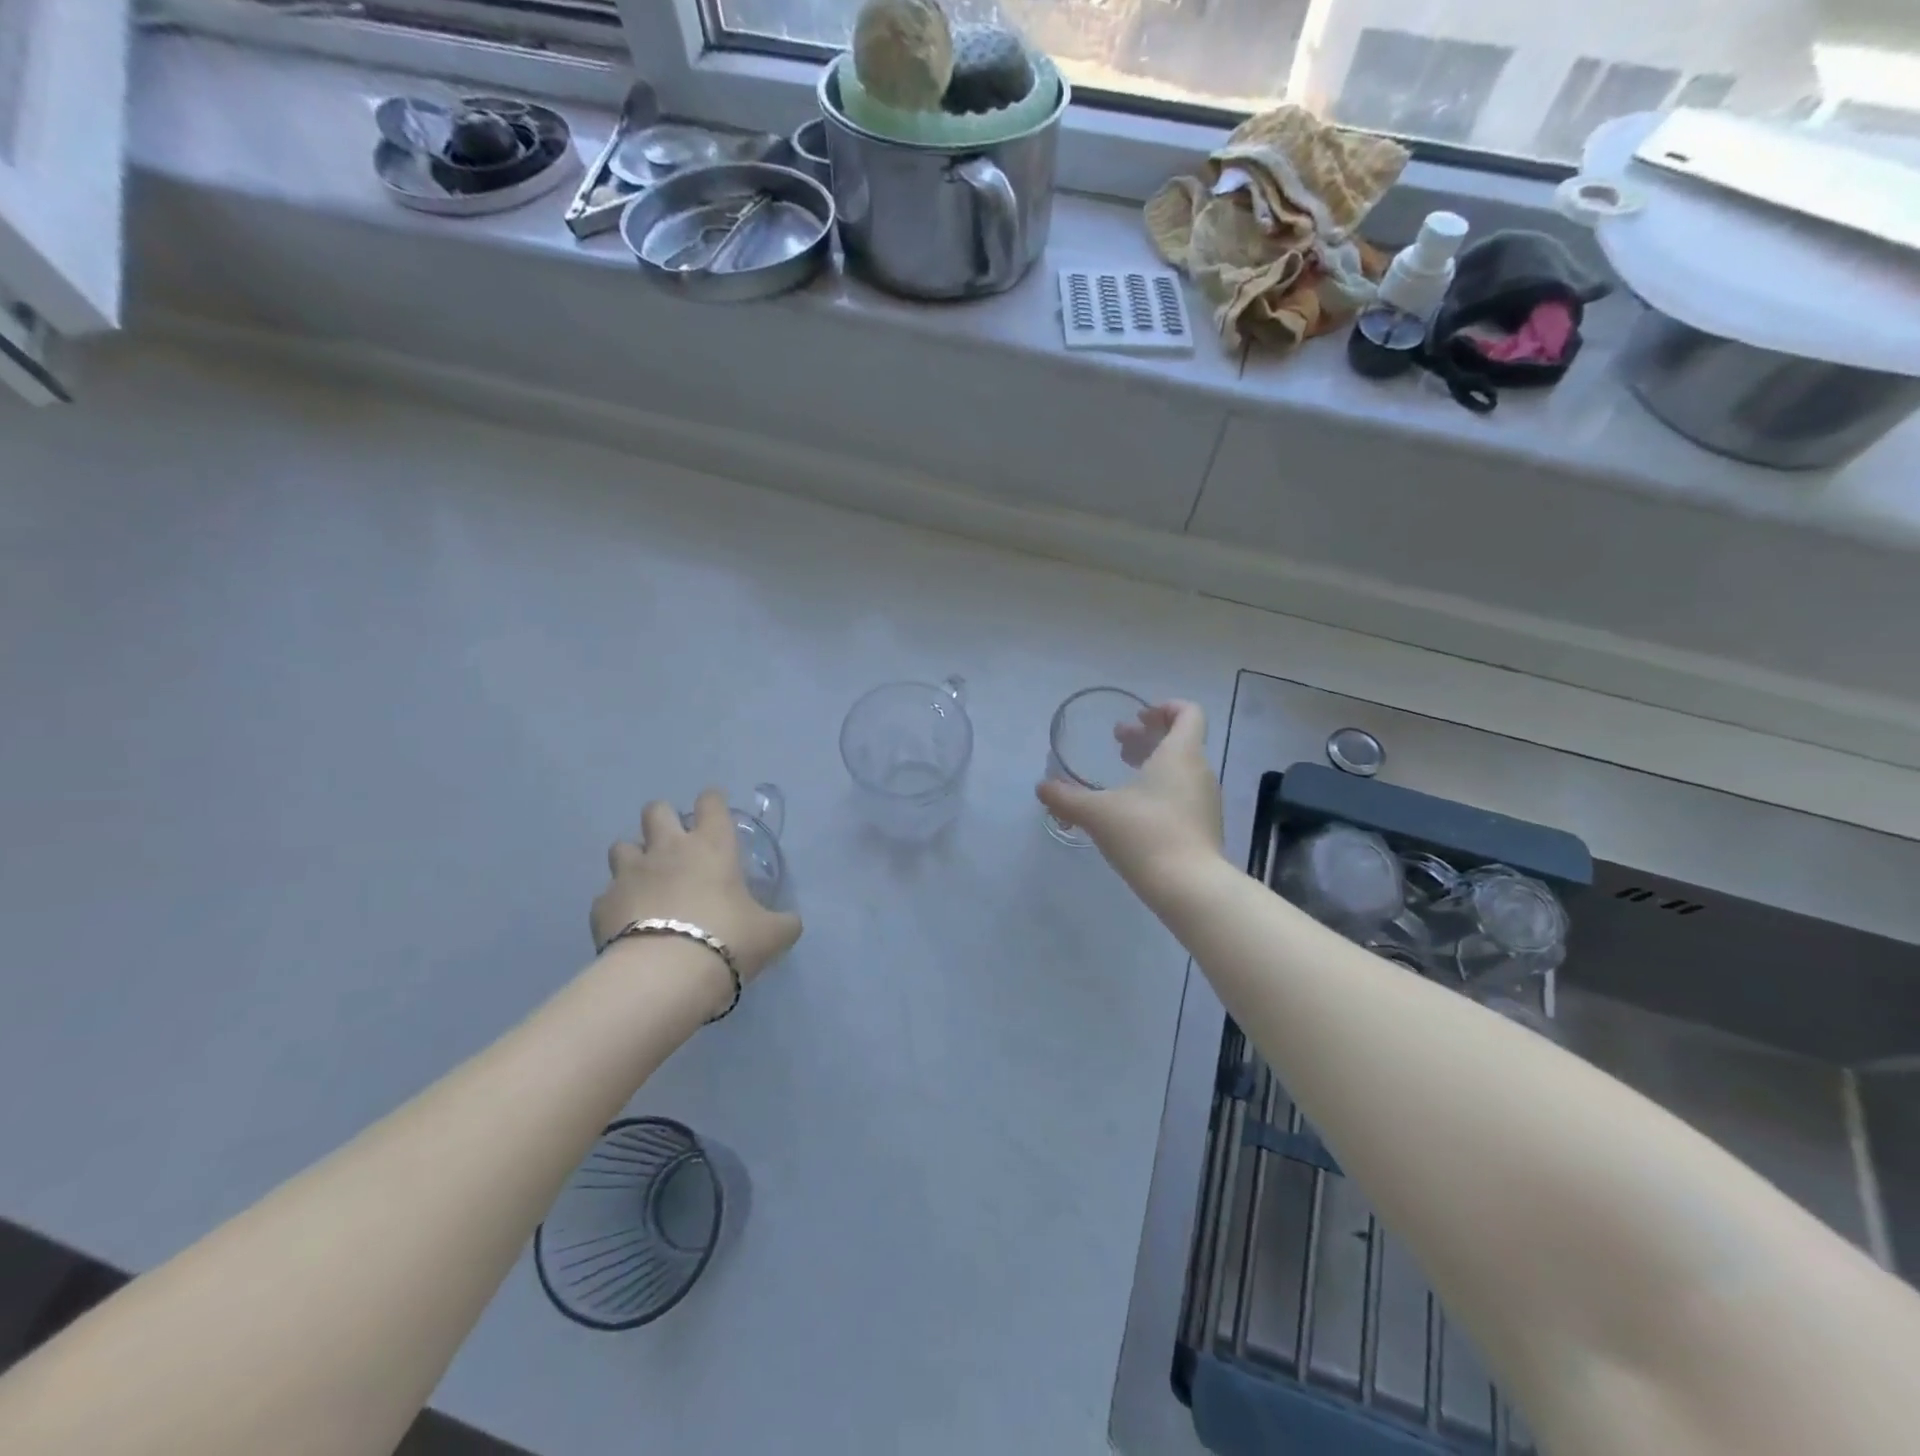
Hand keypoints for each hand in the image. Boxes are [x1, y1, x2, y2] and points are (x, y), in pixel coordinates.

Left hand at [591, 789, 802, 988]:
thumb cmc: (728, 939)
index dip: (714, 802)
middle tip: (677, 845)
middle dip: (664, 820)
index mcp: (712, 845)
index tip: (717, 813)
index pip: (711, 802)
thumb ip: (783, 922)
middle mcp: (668, 849)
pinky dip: (618, 903)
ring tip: (647, 881)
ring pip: (622, 845)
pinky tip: (629, 922)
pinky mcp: (602, 904)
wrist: (665, 975)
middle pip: (656, 810)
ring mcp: (629, 874)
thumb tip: (791, 922)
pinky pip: (607, 894)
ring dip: (635, 857)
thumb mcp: (772, 934)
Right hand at [1036, 700, 1223, 892]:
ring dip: (1153, 764)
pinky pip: (1183, 794)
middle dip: (1148, 736)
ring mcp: (1206, 801)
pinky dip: (1161, 789)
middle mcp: (1199, 771)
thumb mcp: (1096, 813)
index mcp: (1180, 754)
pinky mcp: (1205, 827)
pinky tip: (1135, 810)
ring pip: (1181, 768)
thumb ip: (1066, 797)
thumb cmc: (1145, 834)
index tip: (1138, 716)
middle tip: (1118, 741)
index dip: (1165, 707)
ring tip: (1123, 775)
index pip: (1188, 713)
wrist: (1190, 887)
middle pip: (1180, 740)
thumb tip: (1042, 787)